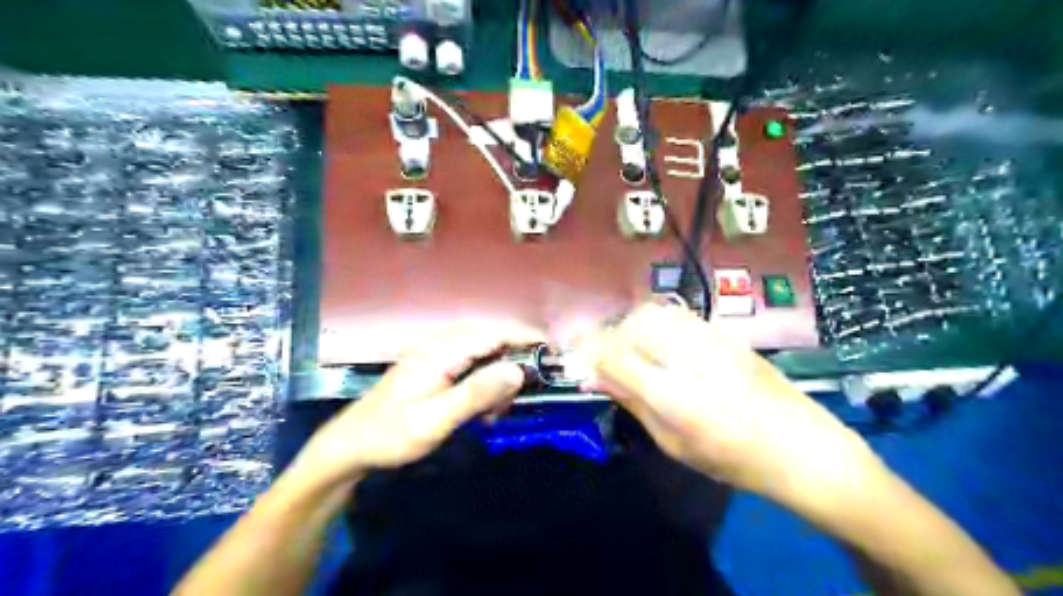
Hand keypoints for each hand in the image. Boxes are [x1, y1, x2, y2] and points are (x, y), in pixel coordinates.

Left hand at [288, 325, 541, 491]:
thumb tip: (517, 370)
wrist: (350, 445)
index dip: (525, 337)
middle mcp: (440, 345)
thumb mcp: (435, 420)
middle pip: (490, 338)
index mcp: (441, 352)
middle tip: (526, 391)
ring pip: (481, 353)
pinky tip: (483, 410)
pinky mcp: (433, 368)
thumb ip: (477, 393)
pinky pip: (469, 365)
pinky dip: (484, 383)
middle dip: (514, 359)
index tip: (552, 350)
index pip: (494, 332)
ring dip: (499, 375)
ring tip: (499, 410)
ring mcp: (435, 356)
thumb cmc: (391, 434)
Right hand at [581, 308, 880, 506]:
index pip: (615, 355)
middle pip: (633, 324)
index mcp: (673, 393)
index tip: (575, 355)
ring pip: (655, 312)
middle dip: (612, 336)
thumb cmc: (733, 458)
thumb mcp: (674, 442)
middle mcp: (689, 356)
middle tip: (610, 360)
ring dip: (634, 327)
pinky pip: (678, 315)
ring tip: (636, 352)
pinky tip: (665, 346)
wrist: (802, 445)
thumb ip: (632, 402)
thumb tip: (594, 378)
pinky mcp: (725, 332)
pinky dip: (658, 324)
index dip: (588, 350)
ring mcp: (711, 339)